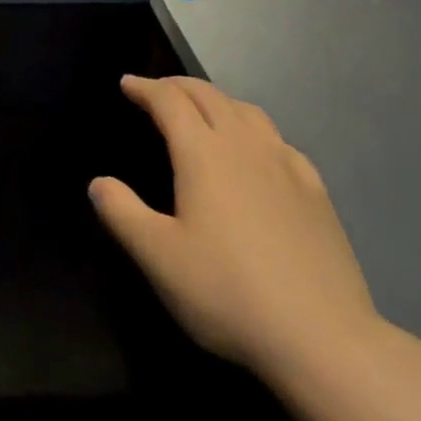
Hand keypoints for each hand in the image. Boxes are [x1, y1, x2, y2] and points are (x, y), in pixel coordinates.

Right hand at [90, 75, 379, 380]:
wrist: (322, 336)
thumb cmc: (227, 292)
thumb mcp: (158, 257)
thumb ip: (122, 213)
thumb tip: (98, 183)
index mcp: (203, 153)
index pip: (169, 101)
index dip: (145, 88)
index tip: (127, 83)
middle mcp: (244, 145)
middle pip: (209, 95)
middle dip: (178, 85)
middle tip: (156, 90)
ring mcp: (285, 165)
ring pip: (247, 111)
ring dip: (217, 100)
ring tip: (202, 111)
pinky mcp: (315, 191)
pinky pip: (278, 140)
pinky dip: (254, 128)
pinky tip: (257, 151)